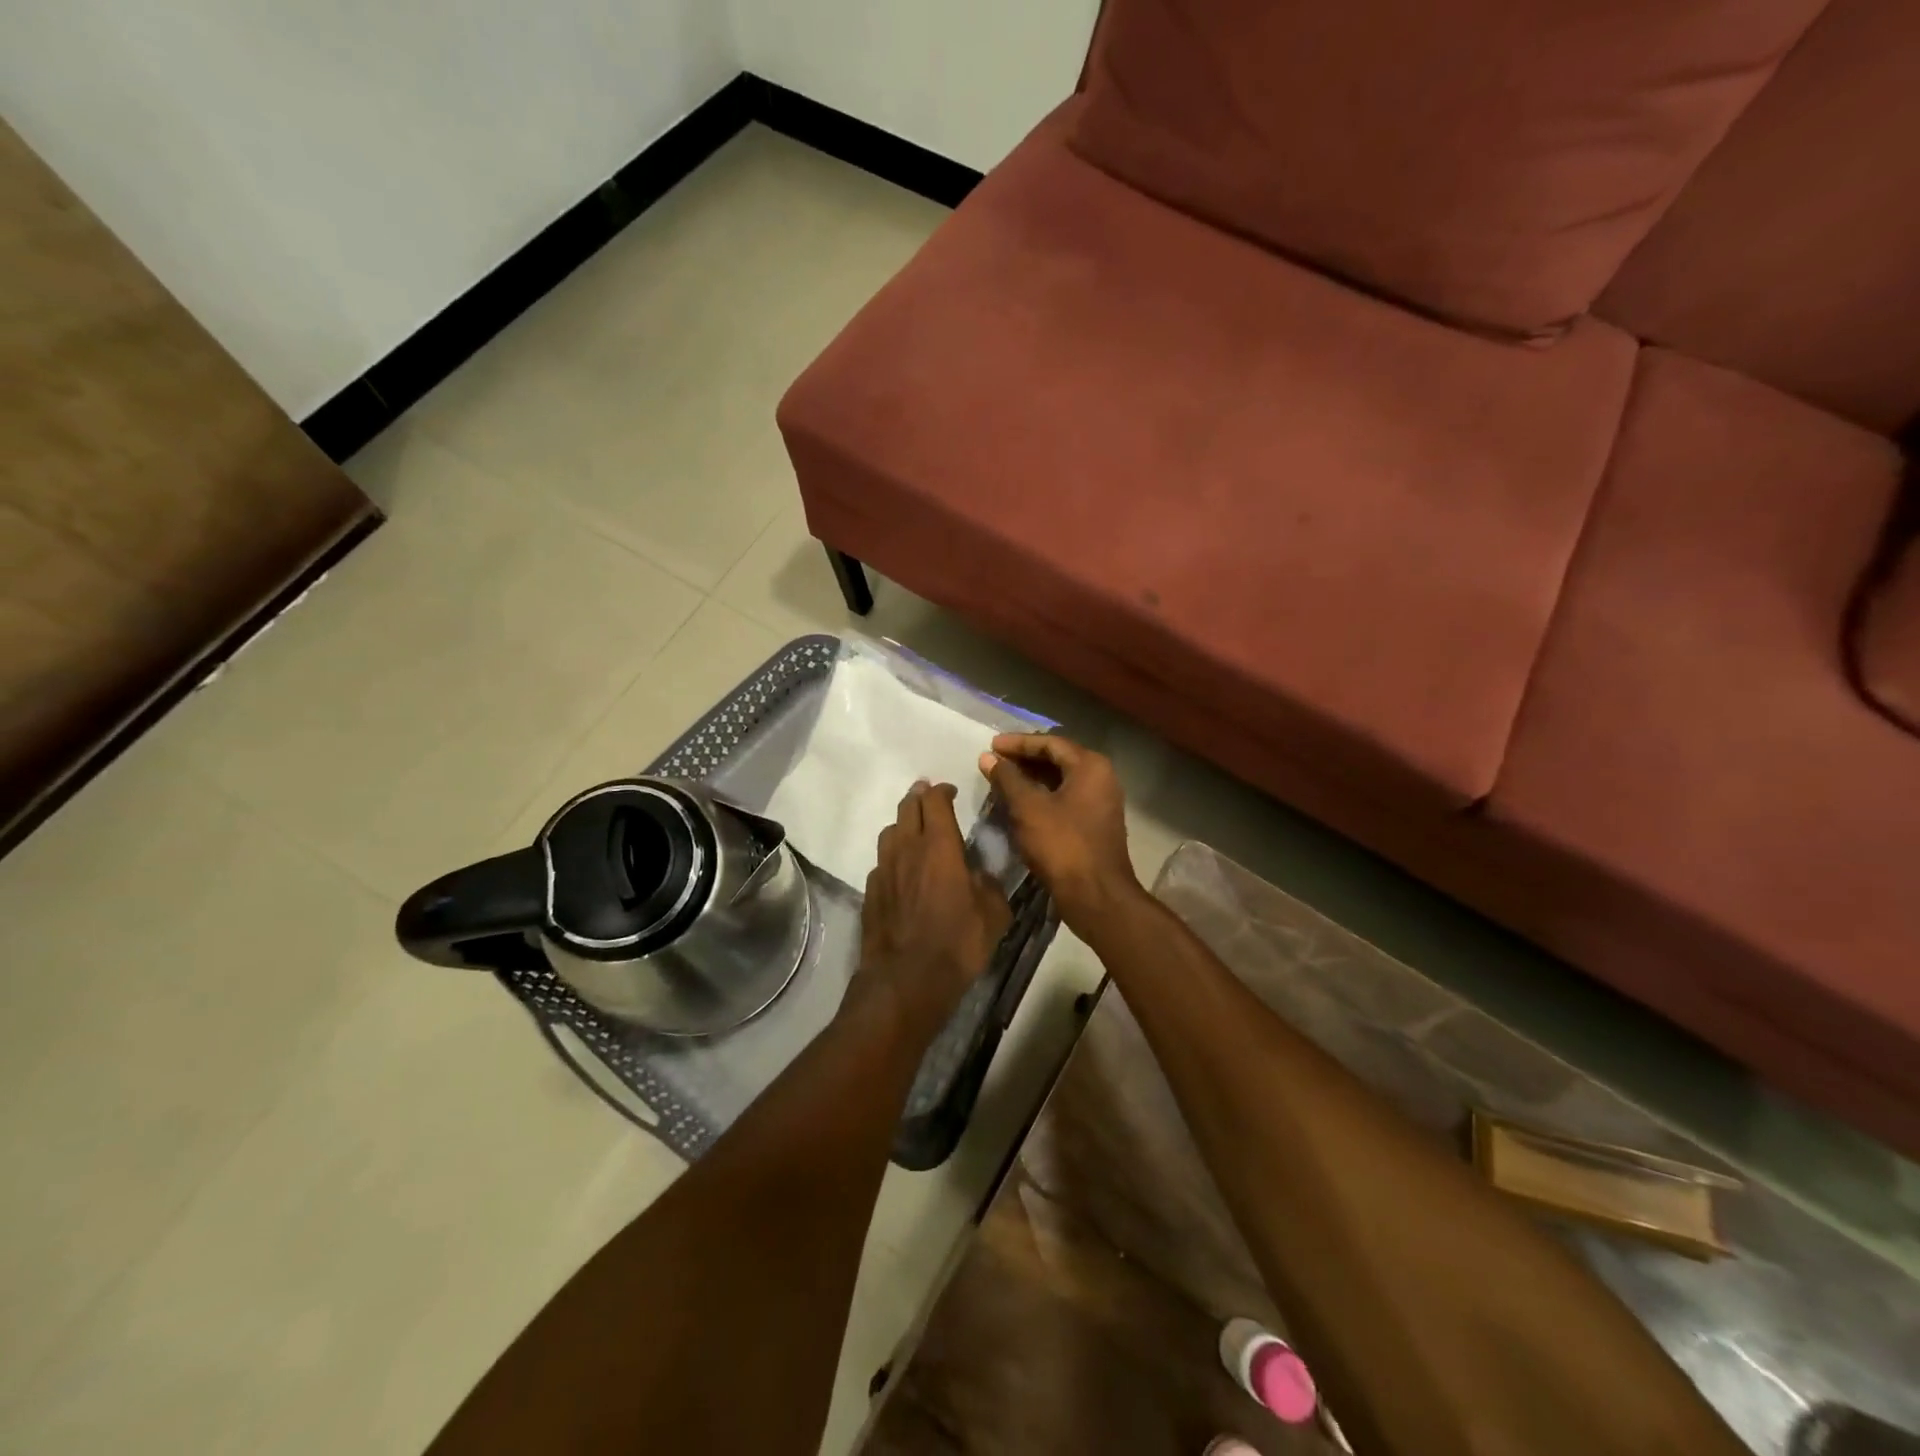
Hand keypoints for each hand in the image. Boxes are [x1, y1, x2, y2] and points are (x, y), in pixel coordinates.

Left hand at [856, 780, 1010, 1035]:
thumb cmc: (958, 943)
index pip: (935, 801)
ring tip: (914, 831)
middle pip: (907, 807)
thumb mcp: (994, 914)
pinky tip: (901, 872)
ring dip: (903, 824)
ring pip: (889, 832)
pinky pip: (881, 862)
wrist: (907, 979)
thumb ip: (990, 885)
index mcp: (940, 846)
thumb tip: (981, 875)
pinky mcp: (870, 892)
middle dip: (919, 797)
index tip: (951, 791)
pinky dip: (892, 857)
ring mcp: (884, 870)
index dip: (942, 790)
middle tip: (928, 796)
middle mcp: (907, 849)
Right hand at [978, 735, 1142, 931]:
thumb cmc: (1061, 845)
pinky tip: (1020, 805)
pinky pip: (1066, 798)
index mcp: (1090, 766)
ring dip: (1032, 779)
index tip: (991, 745)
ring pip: (1061, 780)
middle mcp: (1101, 777)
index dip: (1018, 743)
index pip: (1050, 742)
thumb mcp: (1027, 808)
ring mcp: (1101, 802)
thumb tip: (988, 757)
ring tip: (1002, 781)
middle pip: (1058, 759)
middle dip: (1024, 759)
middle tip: (994, 761)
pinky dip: (1042, 796)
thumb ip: (1007, 778)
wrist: (1096, 895)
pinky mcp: (1096, 823)